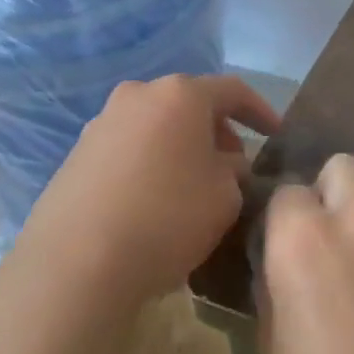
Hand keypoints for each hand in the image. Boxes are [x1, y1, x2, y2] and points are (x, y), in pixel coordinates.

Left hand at [17, 74, 280, 307]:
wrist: (76, 262)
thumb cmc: (167, 218)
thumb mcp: (225, 197)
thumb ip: (234, 171)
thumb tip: (225, 164)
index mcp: (180, 95)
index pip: (233, 91)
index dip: (260, 111)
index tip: (276, 136)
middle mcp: (138, 96)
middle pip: (190, 105)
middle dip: (218, 132)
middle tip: (234, 167)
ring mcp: (101, 123)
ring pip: (157, 126)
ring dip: (182, 147)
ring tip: (195, 185)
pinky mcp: (77, 154)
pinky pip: (130, 148)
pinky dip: (151, 163)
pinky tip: (156, 199)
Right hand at [257, 153, 353, 353]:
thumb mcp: (271, 344)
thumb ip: (273, 284)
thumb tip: (277, 261)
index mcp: (302, 241)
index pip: (285, 192)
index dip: (279, 219)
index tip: (278, 248)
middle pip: (341, 167)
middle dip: (324, 190)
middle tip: (318, 237)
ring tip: (353, 248)